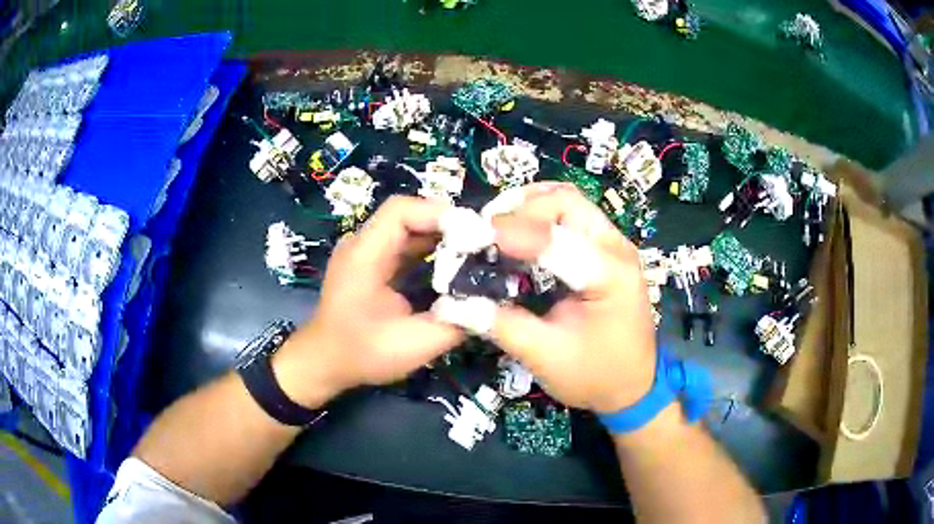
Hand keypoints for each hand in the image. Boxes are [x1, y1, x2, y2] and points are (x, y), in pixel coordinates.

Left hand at [273, 196, 464, 407]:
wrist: (324, 363)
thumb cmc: (361, 354)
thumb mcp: (412, 346)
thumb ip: (455, 324)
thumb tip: (490, 304)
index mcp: (363, 256)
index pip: (400, 211)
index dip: (439, 214)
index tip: (475, 234)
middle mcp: (362, 244)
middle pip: (408, 215)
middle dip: (448, 226)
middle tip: (483, 244)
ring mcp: (365, 252)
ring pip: (408, 228)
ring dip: (441, 237)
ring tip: (475, 252)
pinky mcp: (372, 263)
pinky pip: (404, 244)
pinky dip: (430, 250)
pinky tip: (452, 265)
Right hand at [489, 183, 657, 413]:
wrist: (634, 386)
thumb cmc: (595, 376)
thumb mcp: (545, 356)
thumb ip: (500, 325)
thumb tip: (451, 304)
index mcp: (609, 275)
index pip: (555, 238)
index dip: (511, 233)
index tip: (472, 238)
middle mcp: (617, 249)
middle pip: (566, 202)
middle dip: (521, 209)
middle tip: (485, 230)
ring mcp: (615, 245)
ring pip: (570, 202)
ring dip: (531, 206)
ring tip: (498, 226)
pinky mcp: (607, 250)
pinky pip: (573, 216)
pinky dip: (543, 216)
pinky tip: (521, 233)